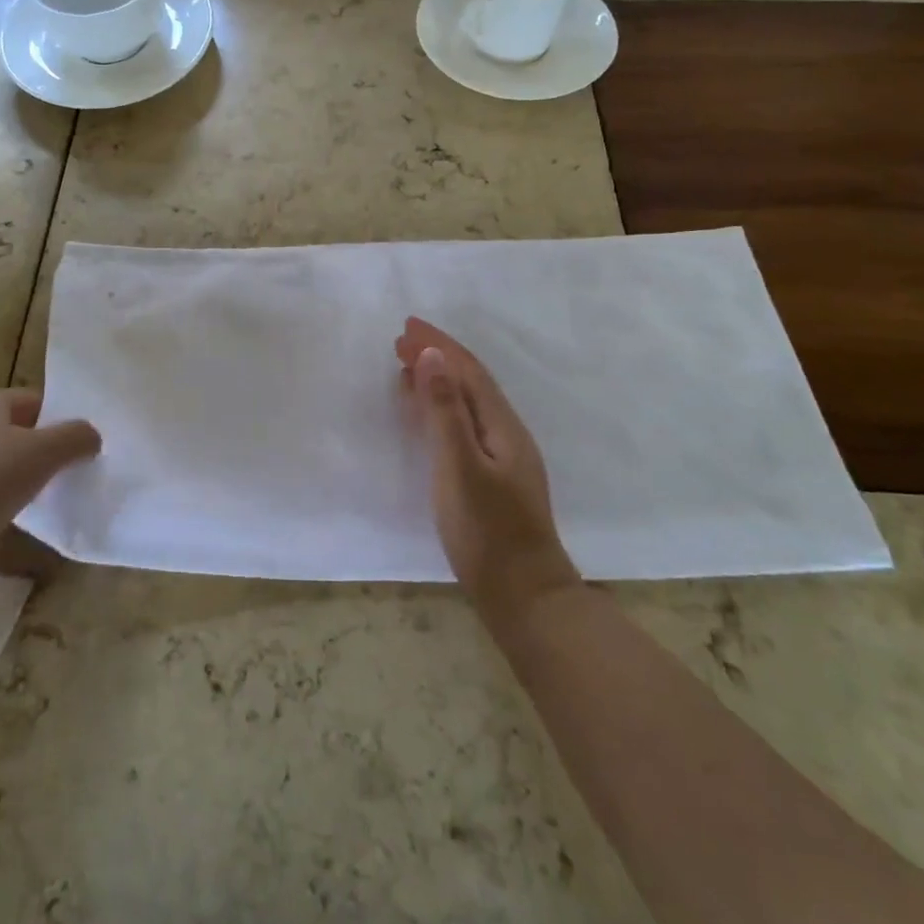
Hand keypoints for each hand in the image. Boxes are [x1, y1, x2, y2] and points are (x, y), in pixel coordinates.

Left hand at [0, 389, 99, 567]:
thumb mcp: (45, 454)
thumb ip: (76, 438)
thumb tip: (91, 435)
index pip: (34, 400)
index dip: (59, 420)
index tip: (77, 447)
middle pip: (12, 429)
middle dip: (38, 449)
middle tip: (62, 473)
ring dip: (14, 475)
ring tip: (35, 500)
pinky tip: (0, 519)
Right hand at [396, 317, 580, 617]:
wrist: (523, 597)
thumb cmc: (487, 531)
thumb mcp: (459, 466)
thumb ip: (445, 411)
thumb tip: (432, 356)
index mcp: (502, 425)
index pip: (468, 371)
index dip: (439, 346)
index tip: (406, 326)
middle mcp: (507, 433)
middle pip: (469, 382)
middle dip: (437, 357)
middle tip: (400, 341)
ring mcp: (503, 457)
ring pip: (467, 403)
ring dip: (438, 381)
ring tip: (406, 368)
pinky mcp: (492, 478)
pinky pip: (463, 425)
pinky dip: (441, 409)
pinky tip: (425, 418)